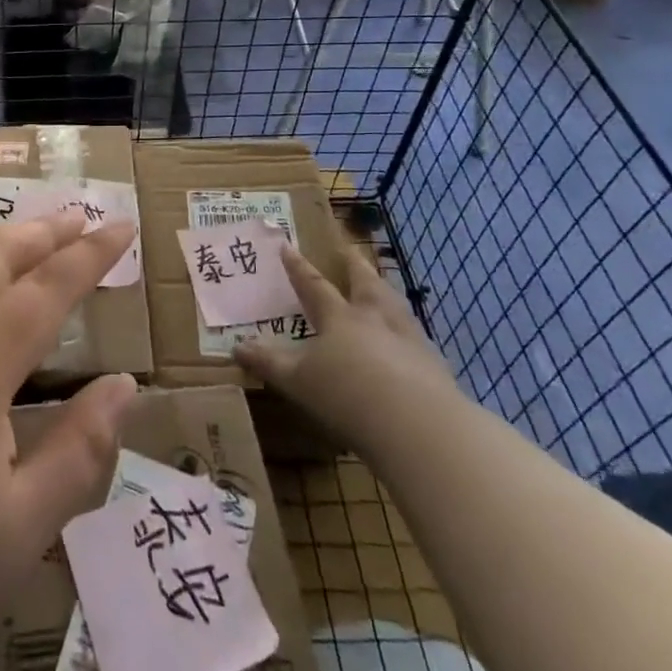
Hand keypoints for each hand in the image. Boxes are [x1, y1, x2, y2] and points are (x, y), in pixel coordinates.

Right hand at [236, 246, 457, 449]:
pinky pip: (417, 337)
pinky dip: (408, 332)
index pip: (314, 286)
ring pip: (395, 304)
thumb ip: (269, 362)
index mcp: (339, 318)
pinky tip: (409, 342)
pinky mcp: (434, 366)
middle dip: (353, 265)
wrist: (417, 424)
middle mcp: (375, 319)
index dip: (298, 267)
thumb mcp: (298, 380)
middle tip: (348, 249)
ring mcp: (409, 339)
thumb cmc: (347, 394)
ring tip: (382, 287)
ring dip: (385, 292)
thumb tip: (236, 347)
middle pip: (365, 283)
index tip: (287, 246)